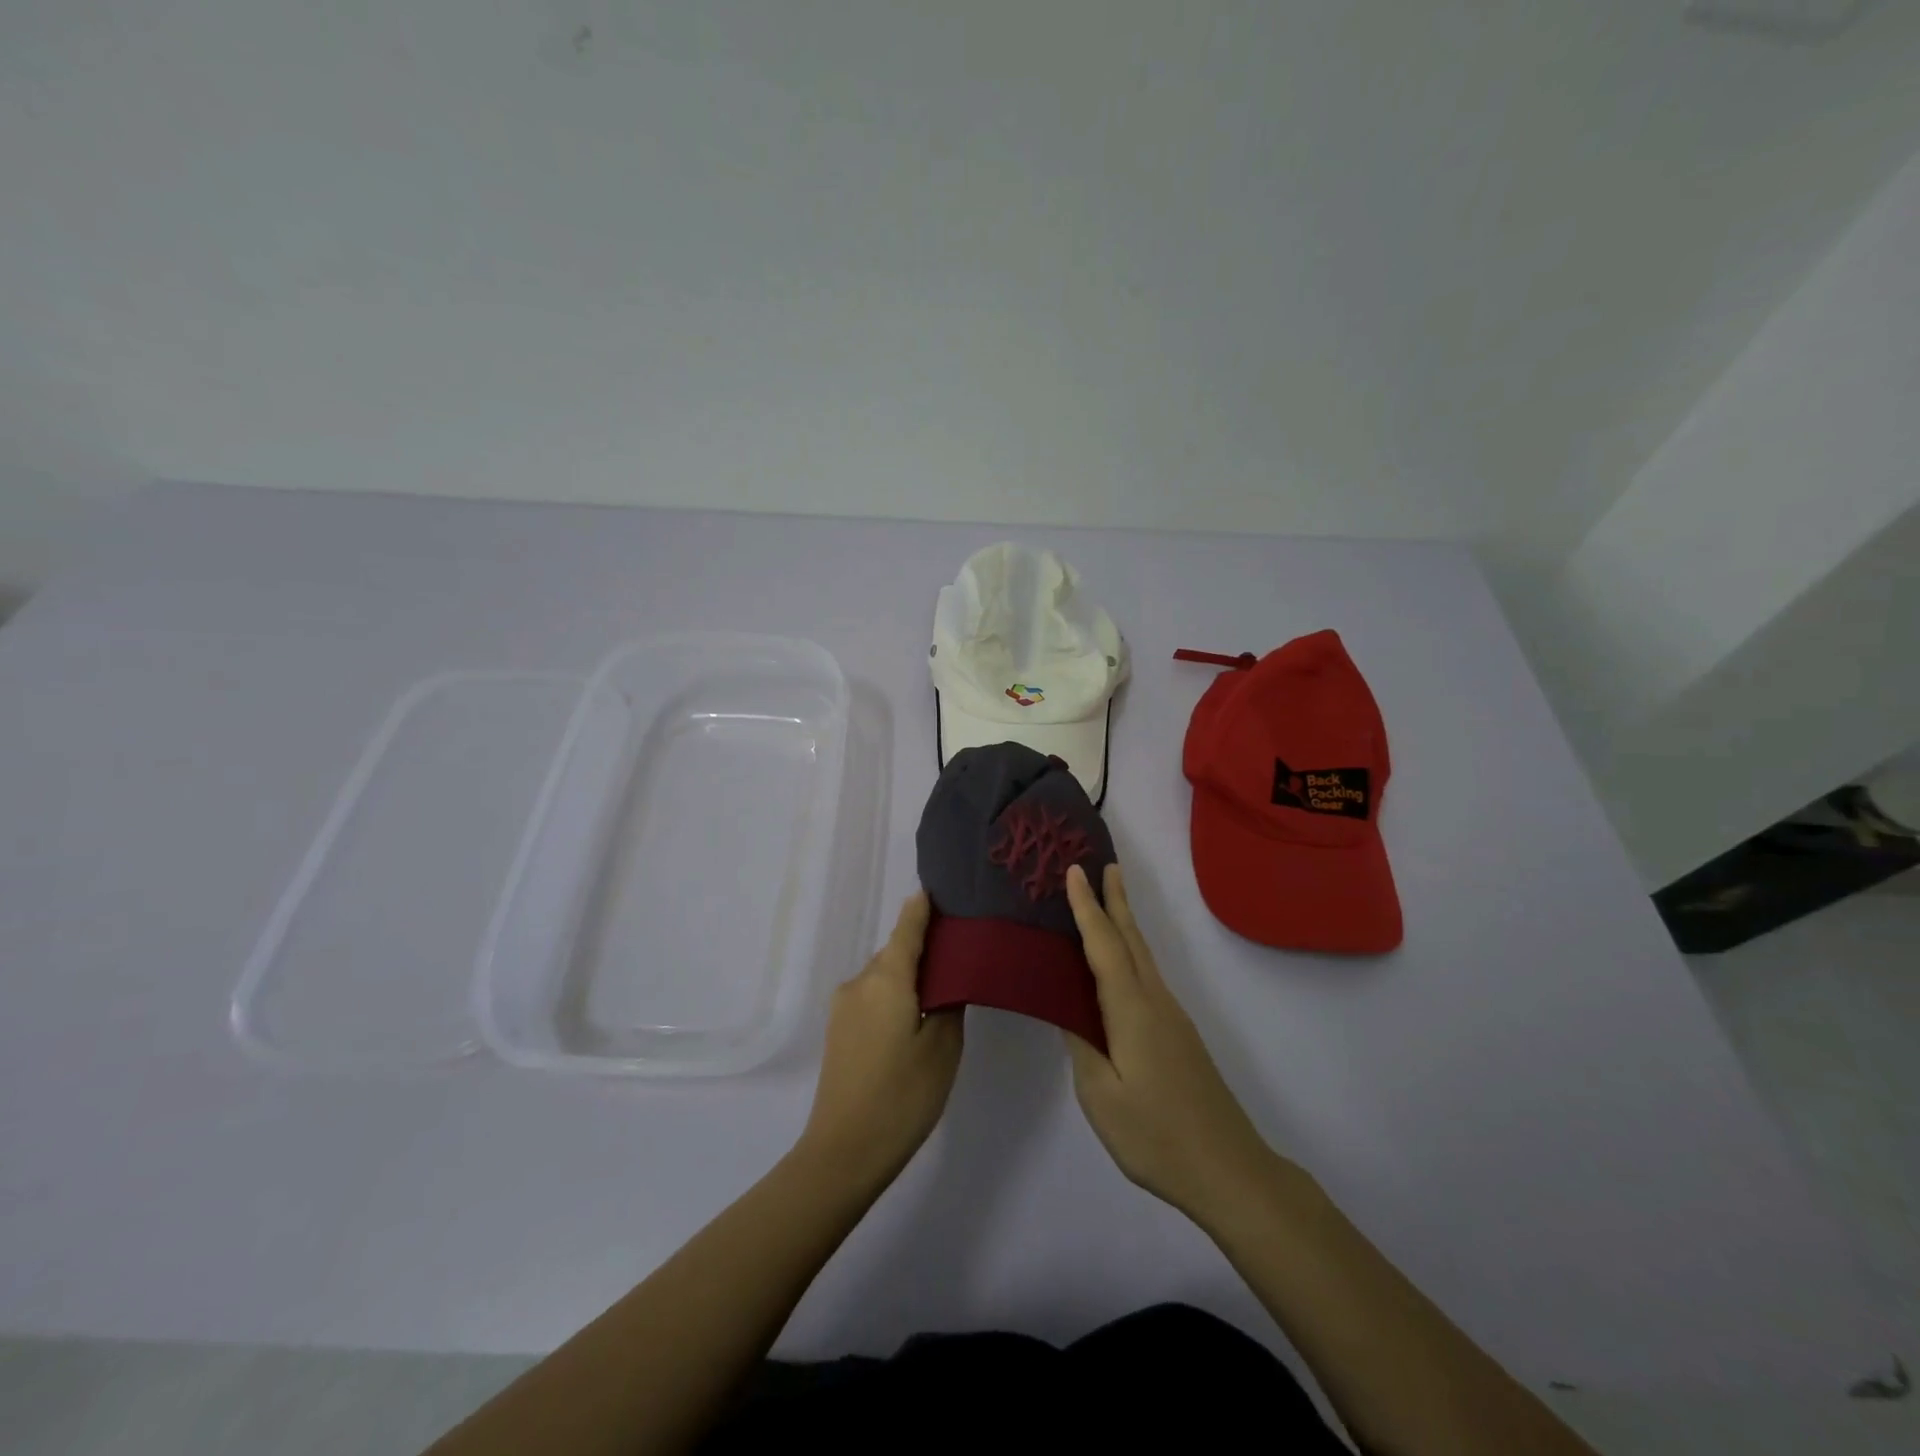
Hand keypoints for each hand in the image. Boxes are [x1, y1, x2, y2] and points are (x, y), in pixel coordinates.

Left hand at [798, 892, 963, 1186]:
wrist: (843, 1152)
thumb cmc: (902, 1096)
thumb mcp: (943, 1048)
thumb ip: (949, 1002)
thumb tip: (946, 980)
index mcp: (886, 978)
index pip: (907, 927)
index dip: (923, 907)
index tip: (941, 889)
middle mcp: (859, 982)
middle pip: (895, 952)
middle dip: (924, 949)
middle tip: (961, 953)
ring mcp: (843, 1007)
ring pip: (884, 977)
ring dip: (909, 977)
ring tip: (943, 991)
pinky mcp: (838, 1030)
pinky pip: (872, 997)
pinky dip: (894, 997)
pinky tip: (914, 1019)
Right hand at [1063, 862, 1277, 1220]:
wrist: (1229, 1170)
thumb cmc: (1157, 1136)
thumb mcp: (1101, 1096)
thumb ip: (1081, 1044)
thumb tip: (1067, 1006)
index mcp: (1131, 1011)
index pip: (1104, 946)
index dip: (1087, 907)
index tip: (1074, 870)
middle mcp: (1155, 1001)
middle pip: (1131, 939)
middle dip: (1115, 899)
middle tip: (1102, 863)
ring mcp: (1172, 1017)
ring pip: (1142, 956)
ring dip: (1124, 921)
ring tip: (1109, 898)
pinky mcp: (1178, 1034)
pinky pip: (1147, 976)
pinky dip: (1130, 951)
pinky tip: (1120, 964)